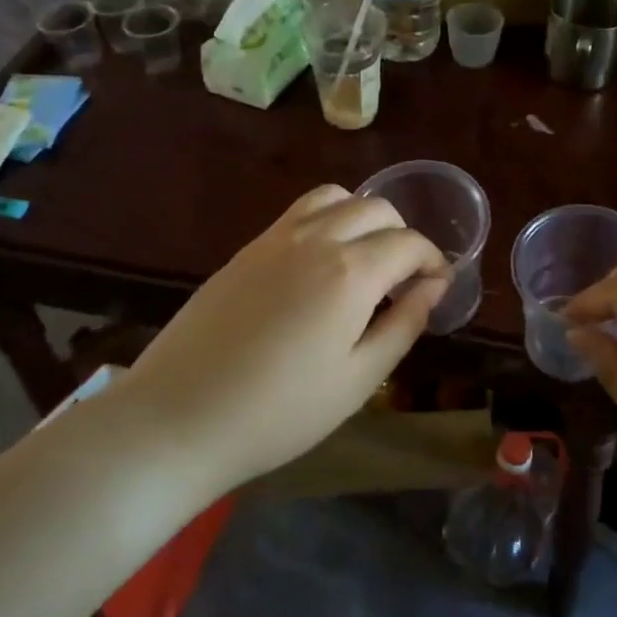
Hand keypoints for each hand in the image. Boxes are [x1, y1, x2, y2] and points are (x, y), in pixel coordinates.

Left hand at [112, 186, 447, 493]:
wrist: (178, 418)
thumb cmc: (279, 412)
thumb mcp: (358, 380)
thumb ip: (404, 325)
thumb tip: (434, 287)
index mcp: (350, 272)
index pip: (409, 243)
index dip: (433, 260)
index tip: (438, 286)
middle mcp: (316, 238)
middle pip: (376, 209)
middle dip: (402, 235)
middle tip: (402, 280)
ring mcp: (275, 238)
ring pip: (335, 198)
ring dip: (362, 218)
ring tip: (363, 261)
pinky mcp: (246, 249)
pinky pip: (298, 212)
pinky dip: (326, 220)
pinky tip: (319, 265)